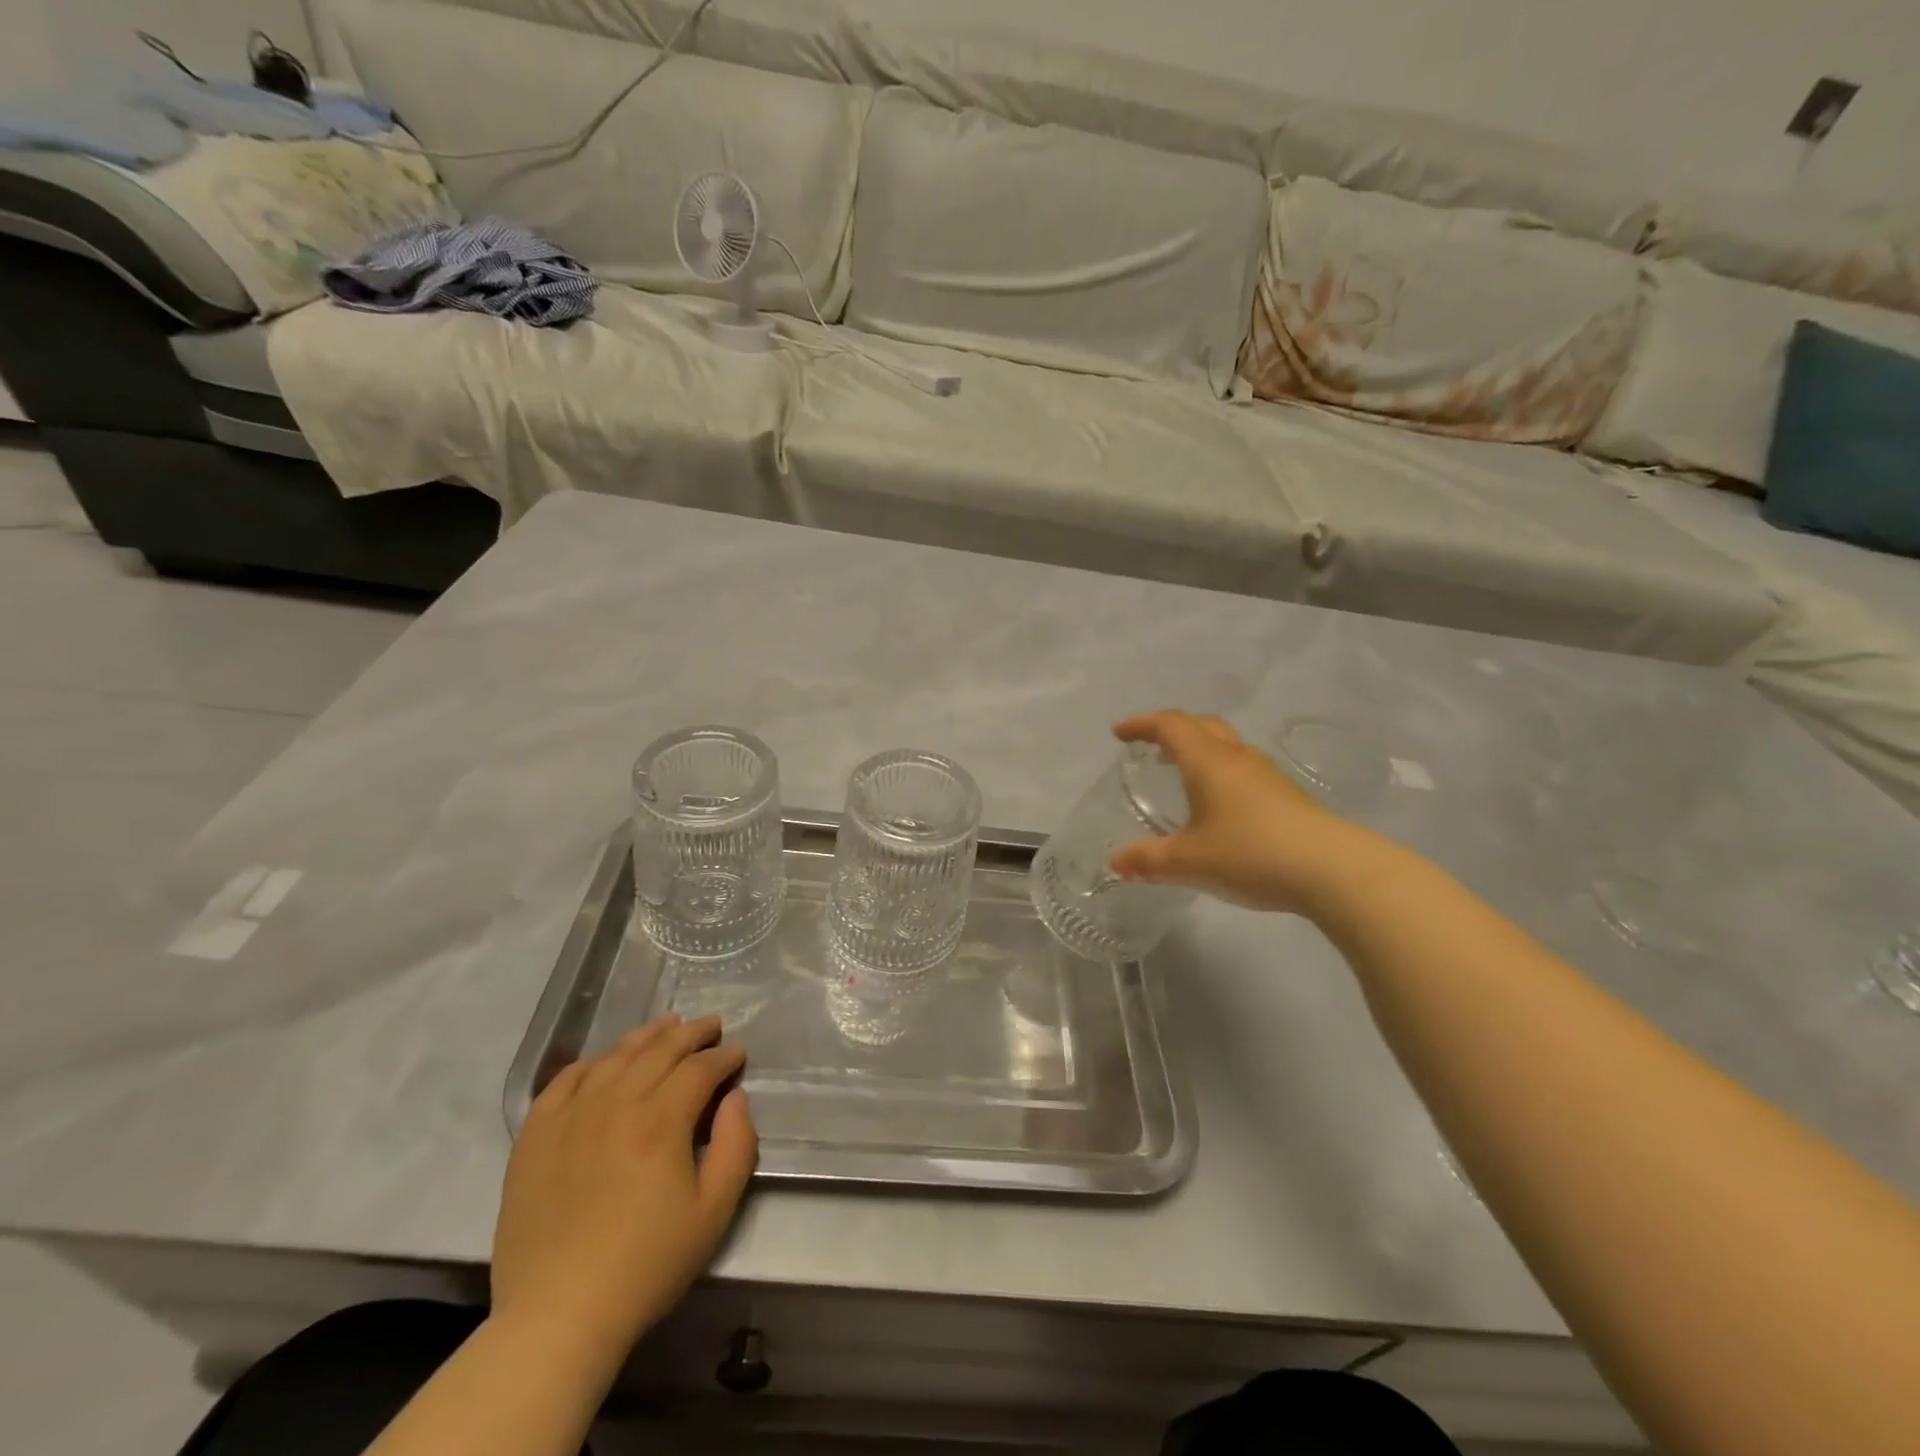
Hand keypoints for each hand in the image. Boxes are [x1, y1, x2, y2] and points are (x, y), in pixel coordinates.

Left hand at [491, 1014, 756, 1361]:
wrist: (558, 1317)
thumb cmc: (646, 1265)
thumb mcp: (714, 1211)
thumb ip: (736, 1145)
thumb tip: (735, 1097)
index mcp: (661, 1121)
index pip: (699, 1068)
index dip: (724, 1056)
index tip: (738, 1053)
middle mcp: (616, 1104)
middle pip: (660, 1050)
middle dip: (692, 1033)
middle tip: (712, 1025)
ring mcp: (570, 1116)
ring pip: (615, 1056)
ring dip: (646, 1035)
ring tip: (666, 1025)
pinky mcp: (535, 1137)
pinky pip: (564, 1081)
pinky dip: (590, 1062)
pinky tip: (604, 1061)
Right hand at [1109, 710, 1392, 915]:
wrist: (1332, 870)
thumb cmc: (1250, 854)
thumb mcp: (1189, 862)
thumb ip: (1149, 861)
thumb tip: (1116, 862)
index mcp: (1208, 761)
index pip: (1170, 725)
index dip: (1142, 724)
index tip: (1120, 733)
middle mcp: (1237, 759)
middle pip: (1202, 726)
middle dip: (1172, 731)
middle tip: (1152, 748)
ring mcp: (1267, 776)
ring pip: (1227, 747)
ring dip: (1200, 751)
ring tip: (1183, 776)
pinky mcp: (1287, 797)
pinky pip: (1243, 770)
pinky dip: (1220, 774)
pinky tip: (1219, 807)